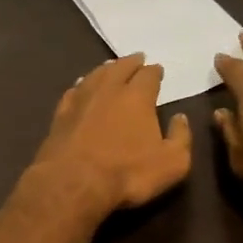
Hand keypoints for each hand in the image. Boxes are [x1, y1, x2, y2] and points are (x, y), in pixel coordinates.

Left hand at [26, 53, 193, 218]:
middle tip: (137, 59)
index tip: (157, 69)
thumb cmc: (128, 173)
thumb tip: (180, 118)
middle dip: (131, 62)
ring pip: (96, 74)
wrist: (73, 183)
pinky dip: (82, 85)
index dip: (155, 71)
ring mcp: (81, 99)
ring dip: (106, 69)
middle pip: (120, 67)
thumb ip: (181, 138)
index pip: (149, 75)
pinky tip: (82, 86)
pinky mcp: (61, 113)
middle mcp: (109, 89)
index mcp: (137, 96)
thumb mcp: (172, 163)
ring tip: (111, 67)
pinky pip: (74, 90)